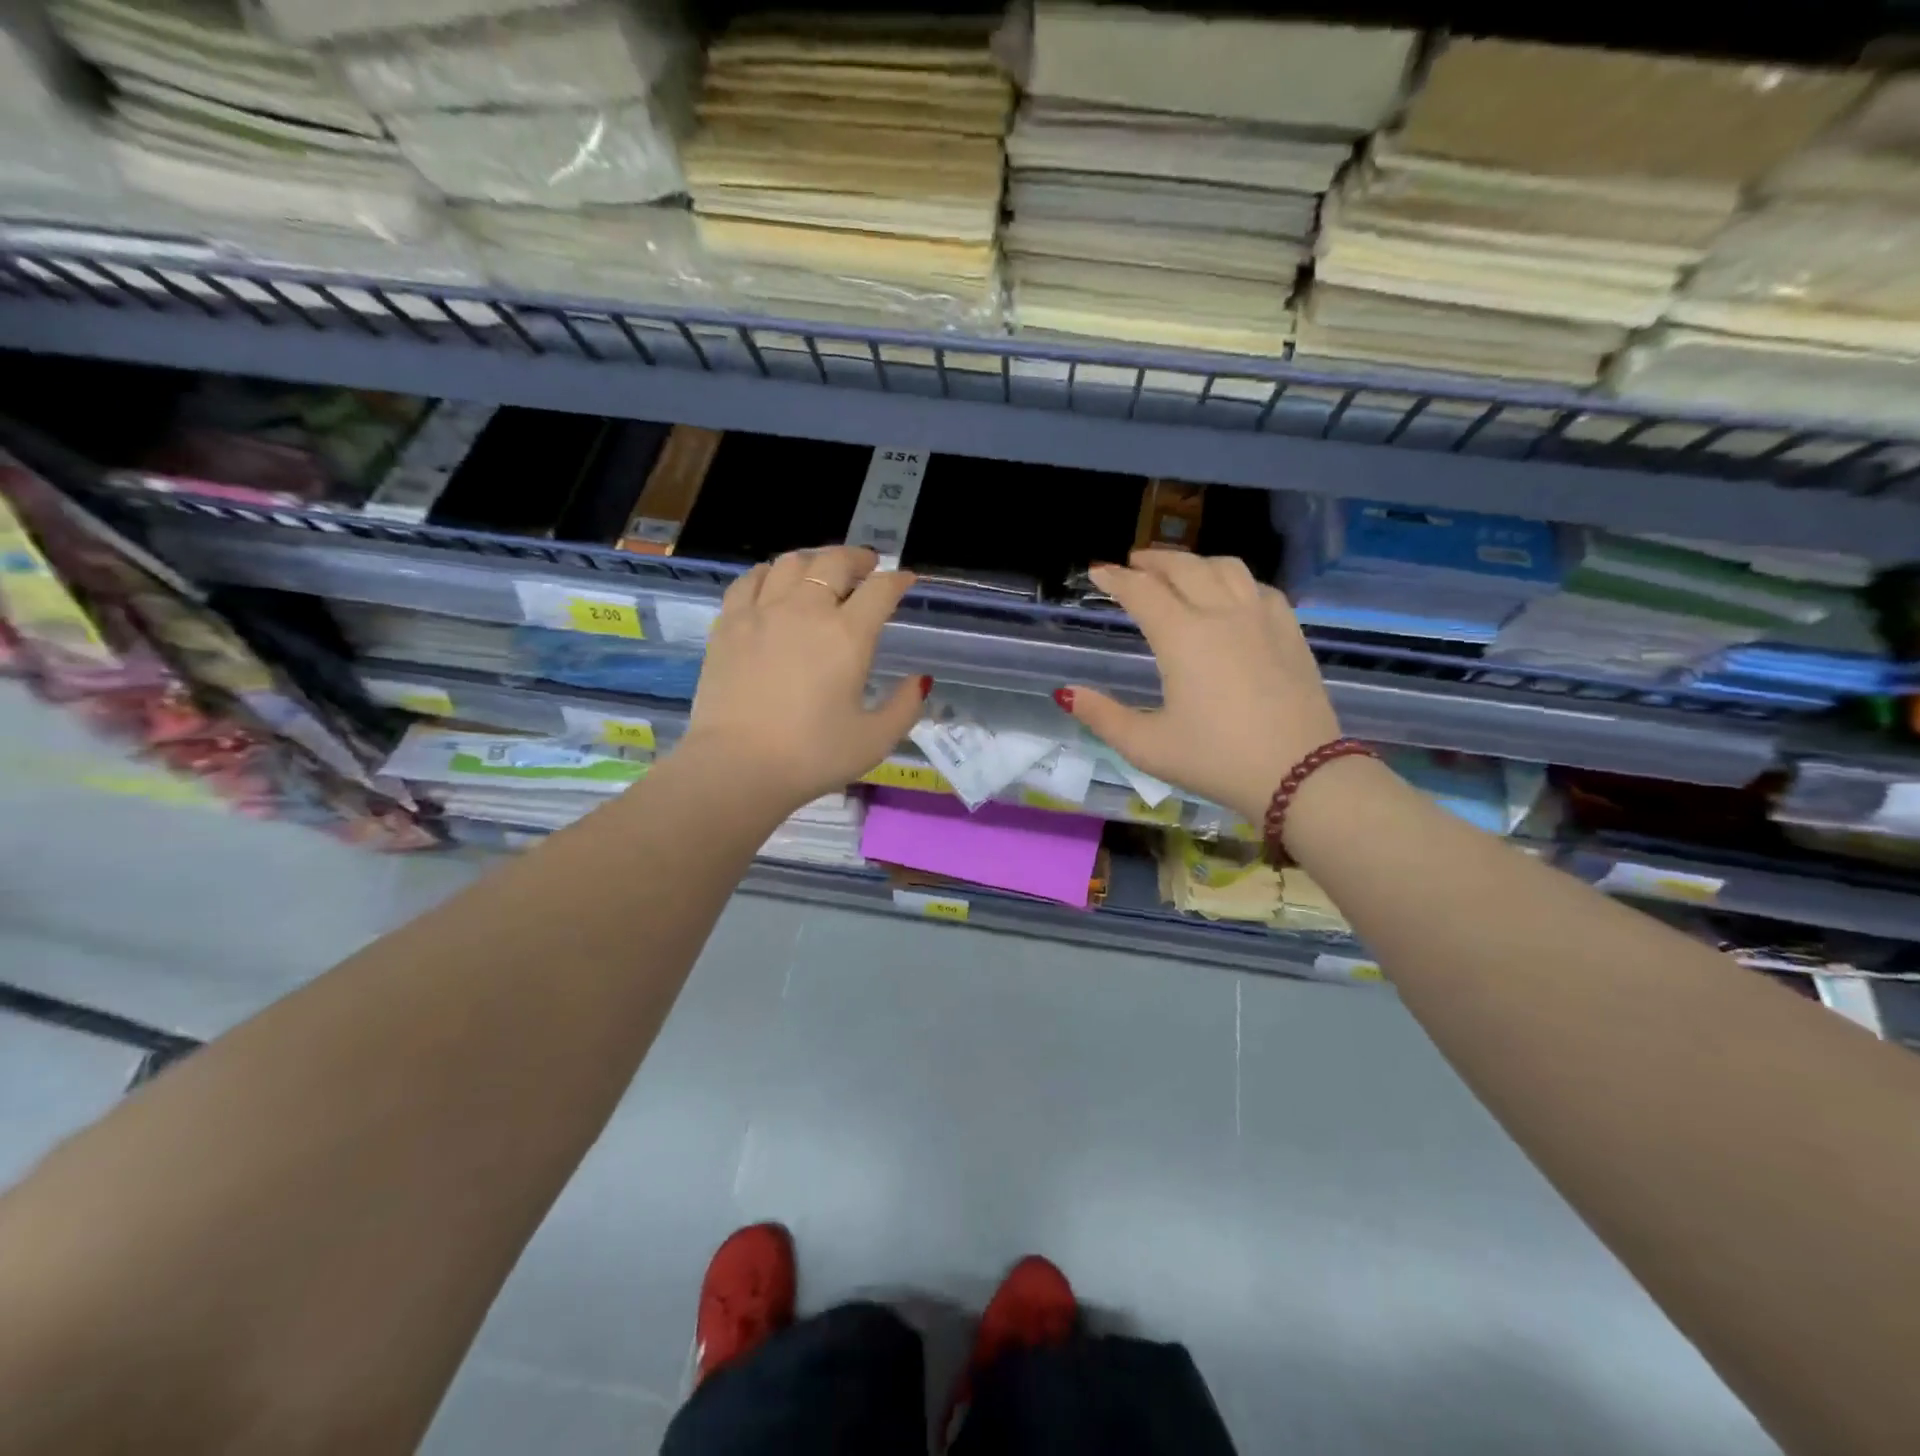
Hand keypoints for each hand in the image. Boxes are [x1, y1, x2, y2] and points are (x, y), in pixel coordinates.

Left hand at [681, 545, 929, 811]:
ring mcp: (762, 612)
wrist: (737, 767)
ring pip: (791, 562)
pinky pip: (749, 580)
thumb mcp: (875, 740)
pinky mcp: (728, 624)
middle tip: (868, 566)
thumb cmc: (812, 756)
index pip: (880, 590)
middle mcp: (806, 610)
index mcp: (848, 635)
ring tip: (822, 571)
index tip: (905, 580)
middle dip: (858, 558)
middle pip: (835, 561)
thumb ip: (905, 706)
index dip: (898, 580)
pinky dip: (768, 573)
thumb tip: (921, 680)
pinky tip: (772, 582)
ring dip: (814, 560)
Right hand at [1058, 551, 1341, 822]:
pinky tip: (1231, 593)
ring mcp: (1261, 618)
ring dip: (1195, 562)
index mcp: (1182, 637)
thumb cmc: (1216, 760)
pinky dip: (1235, 579)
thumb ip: (1102, 716)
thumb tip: (1065, 693)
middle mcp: (1221, 614)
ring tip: (1180, 571)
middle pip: (1184, 567)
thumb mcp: (1147, 746)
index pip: (1142, 591)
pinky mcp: (1290, 632)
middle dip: (1153, 560)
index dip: (1115, 578)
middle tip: (1134, 563)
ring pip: (1226, 567)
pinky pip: (1259, 587)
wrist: (1300, 774)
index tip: (1098, 571)